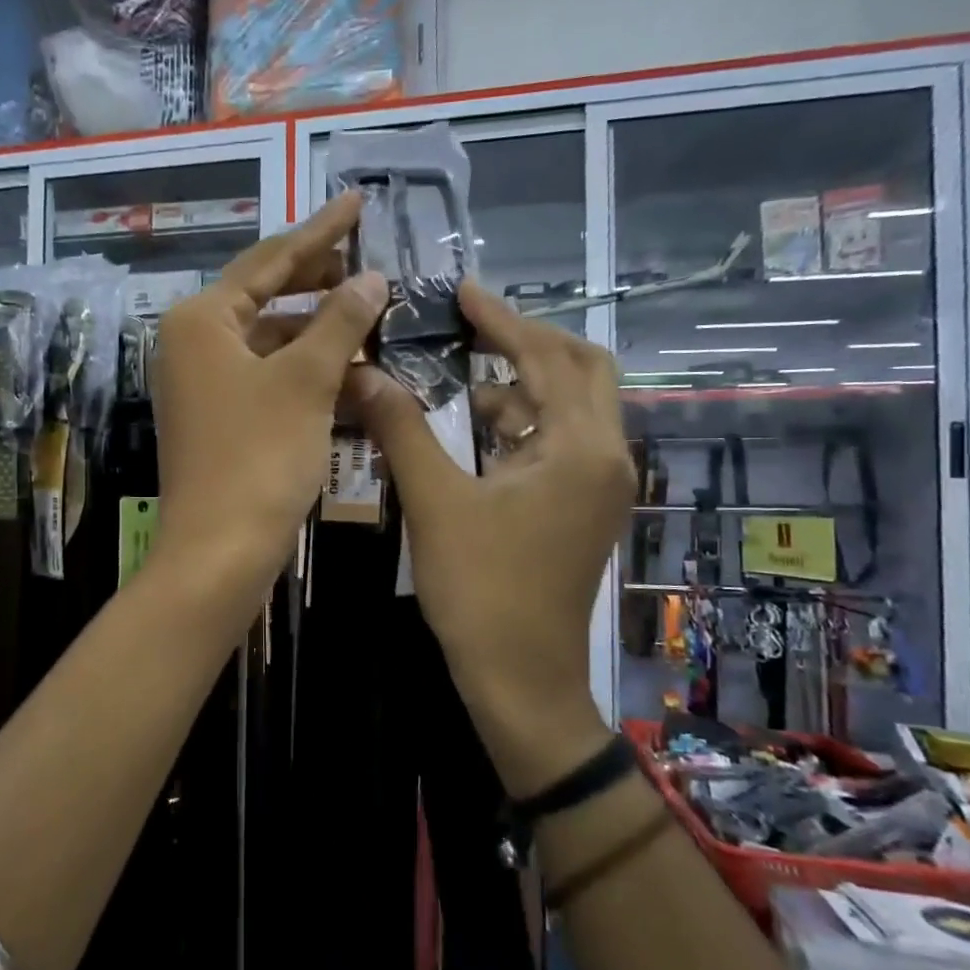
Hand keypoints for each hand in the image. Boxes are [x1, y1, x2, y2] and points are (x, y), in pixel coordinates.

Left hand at [150, 192, 386, 592]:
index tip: (357, 202)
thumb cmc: (258, 457)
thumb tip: (370, 277)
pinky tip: (355, 377)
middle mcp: (194, 345)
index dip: (319, 232)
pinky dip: (310, 376)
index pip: (269, 260)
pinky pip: (271, 381)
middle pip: (267, 298)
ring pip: (273, 344)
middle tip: (372, 267)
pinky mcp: (220, 421)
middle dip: (322, 285)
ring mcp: (204, 386)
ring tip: (376, 324)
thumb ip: (340, 322)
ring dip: (323, 337)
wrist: (219, 552)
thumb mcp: (306, 382)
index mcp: (201, 320)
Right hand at [353, 282, 635, 795]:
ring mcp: (601, 486)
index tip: (461, 290)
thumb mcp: (435, 503)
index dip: (502, 319)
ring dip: (523, 384)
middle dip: (528, 341)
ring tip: (463, 371)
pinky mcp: (584, 508)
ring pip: (572, 408)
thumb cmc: (481, 590)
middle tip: (472, 325)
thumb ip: (402, 429)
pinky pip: (561, 444)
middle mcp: (607, 457)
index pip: (546, 357)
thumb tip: (362, 372)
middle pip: (581, 371)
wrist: (521, 679)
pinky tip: (477, 429)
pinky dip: (524, 424)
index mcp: (581, 448)